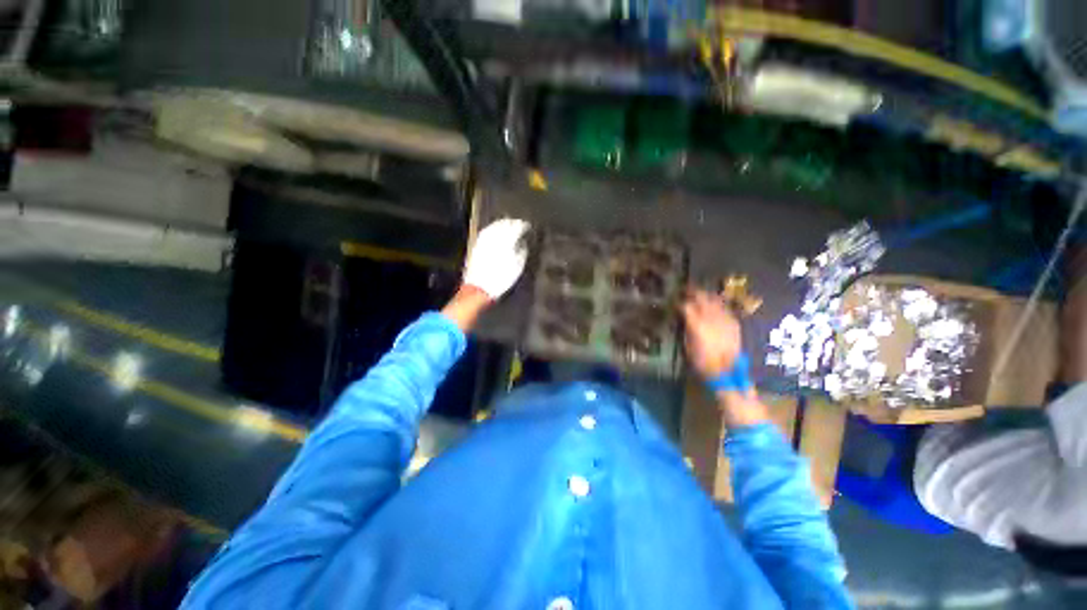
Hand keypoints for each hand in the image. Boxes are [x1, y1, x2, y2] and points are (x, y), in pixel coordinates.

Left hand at [463, 218, 530, 299]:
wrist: (479, 287)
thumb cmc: (501, 279)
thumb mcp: (517, 267)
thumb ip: (521, 252)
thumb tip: (522, 243)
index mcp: (507, 242)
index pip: (517, 228)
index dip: (523, 226)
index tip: (528, 227)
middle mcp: (495, 237)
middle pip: (505, 224)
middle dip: (513, 223)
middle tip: (519, 224)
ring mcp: (485, 240)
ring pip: (495, 226)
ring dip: (502, 223)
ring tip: (508, 223)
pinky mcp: (477, 244)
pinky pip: (487, 231)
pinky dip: (492, 228)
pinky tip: (495, 229)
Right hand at [681, 288, 741, 379]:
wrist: (726, 371)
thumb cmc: (702, 361)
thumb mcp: (687, 345)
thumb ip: (686, 328)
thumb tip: (684, 318)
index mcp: (696, 324)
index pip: (686, 306)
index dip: (679, 302)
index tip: (676, 302)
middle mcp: (711, 318)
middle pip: (702, 298)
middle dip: (693, 292)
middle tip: (687, 290)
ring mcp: (724, 319)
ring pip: (715, 300)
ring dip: (706, 296)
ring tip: (700, 294)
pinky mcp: (733, 323)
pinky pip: (725, 308)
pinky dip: (718, 305)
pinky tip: (715, 306)